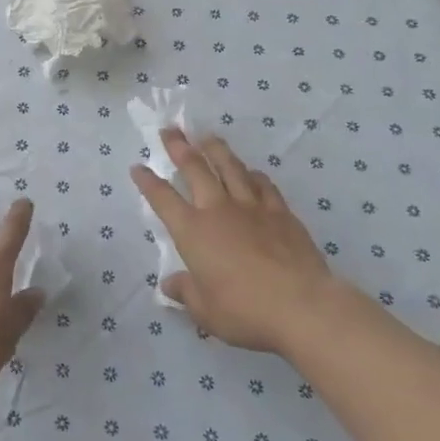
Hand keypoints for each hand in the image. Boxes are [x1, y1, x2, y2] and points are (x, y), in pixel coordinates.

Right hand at [132, 128, 334, 353]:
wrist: (301, 306)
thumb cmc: (244, 310)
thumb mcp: (205, 310)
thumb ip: (186, 292)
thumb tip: (170, 285)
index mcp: (192, 231)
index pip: (163, 199)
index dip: (148, 182)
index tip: (138, 166)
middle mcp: (218, 210)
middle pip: (195, 168)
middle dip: (180, 147)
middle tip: (171, 130)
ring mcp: (252, 207)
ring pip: (230, 168)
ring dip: (216, 150)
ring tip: (207, 136)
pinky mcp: (281, 213)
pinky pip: (264, 185)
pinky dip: (253, 175)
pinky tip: (252, 172)